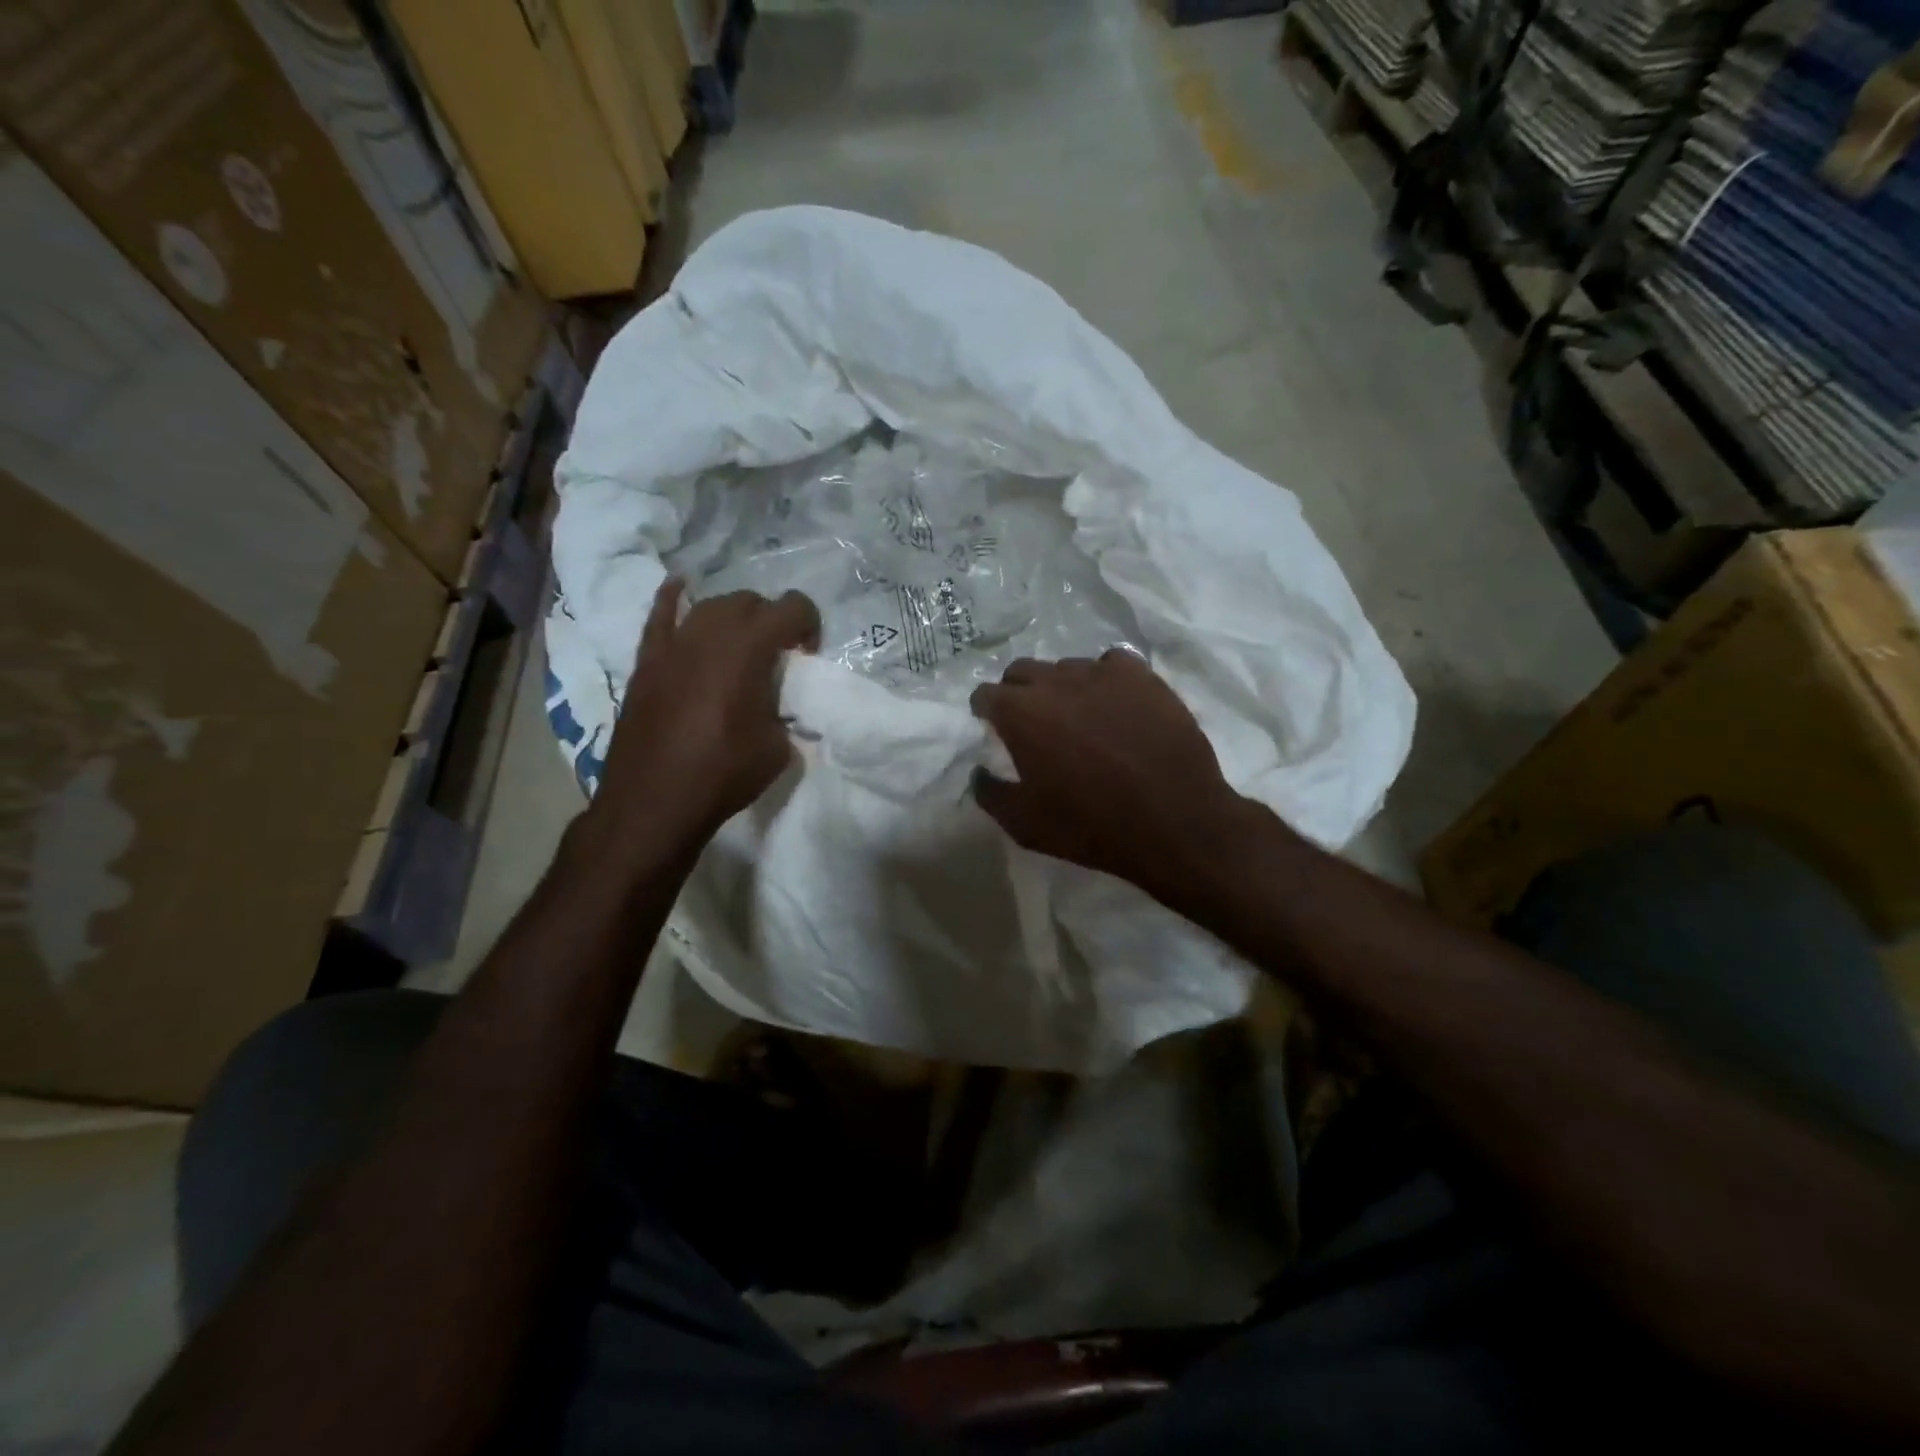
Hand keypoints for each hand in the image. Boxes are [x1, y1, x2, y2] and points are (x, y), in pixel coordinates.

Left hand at [592, 580, 820, 850]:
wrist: (654, 801)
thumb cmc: (723, 774)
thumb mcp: (778, 749)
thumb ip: (784, 714)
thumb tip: (777, 708)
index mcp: (750, 650)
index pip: (792, 607)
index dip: (809, 624)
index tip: (806, 656)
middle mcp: (711, 634)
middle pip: (749, 601)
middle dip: (771, 620)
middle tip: (777, 655)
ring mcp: (673, 644)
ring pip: (710, 606)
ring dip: (733, 616)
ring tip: (739, 644)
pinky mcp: (647, 662)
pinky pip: (659, 616)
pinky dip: (673, 599)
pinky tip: (679, 588)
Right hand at [969, 651, 1251, 902]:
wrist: (1174, 822)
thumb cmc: (1091, 826)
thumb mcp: (1025, 825)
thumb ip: (990, 793)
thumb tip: (980, 772)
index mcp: (1021, 713)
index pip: (986, 694)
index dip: (985, 710)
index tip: (993, 726)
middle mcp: (1056, 682)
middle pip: (1022, 671)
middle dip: (1017, 691)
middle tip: (1031, 721)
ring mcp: (1102, 674)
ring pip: (1067, 667)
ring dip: (1062, 687)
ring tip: (1078, 715)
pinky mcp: (1142, 677)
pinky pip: (1111, 663)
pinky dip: (1104, 679)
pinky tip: (1115, 704)